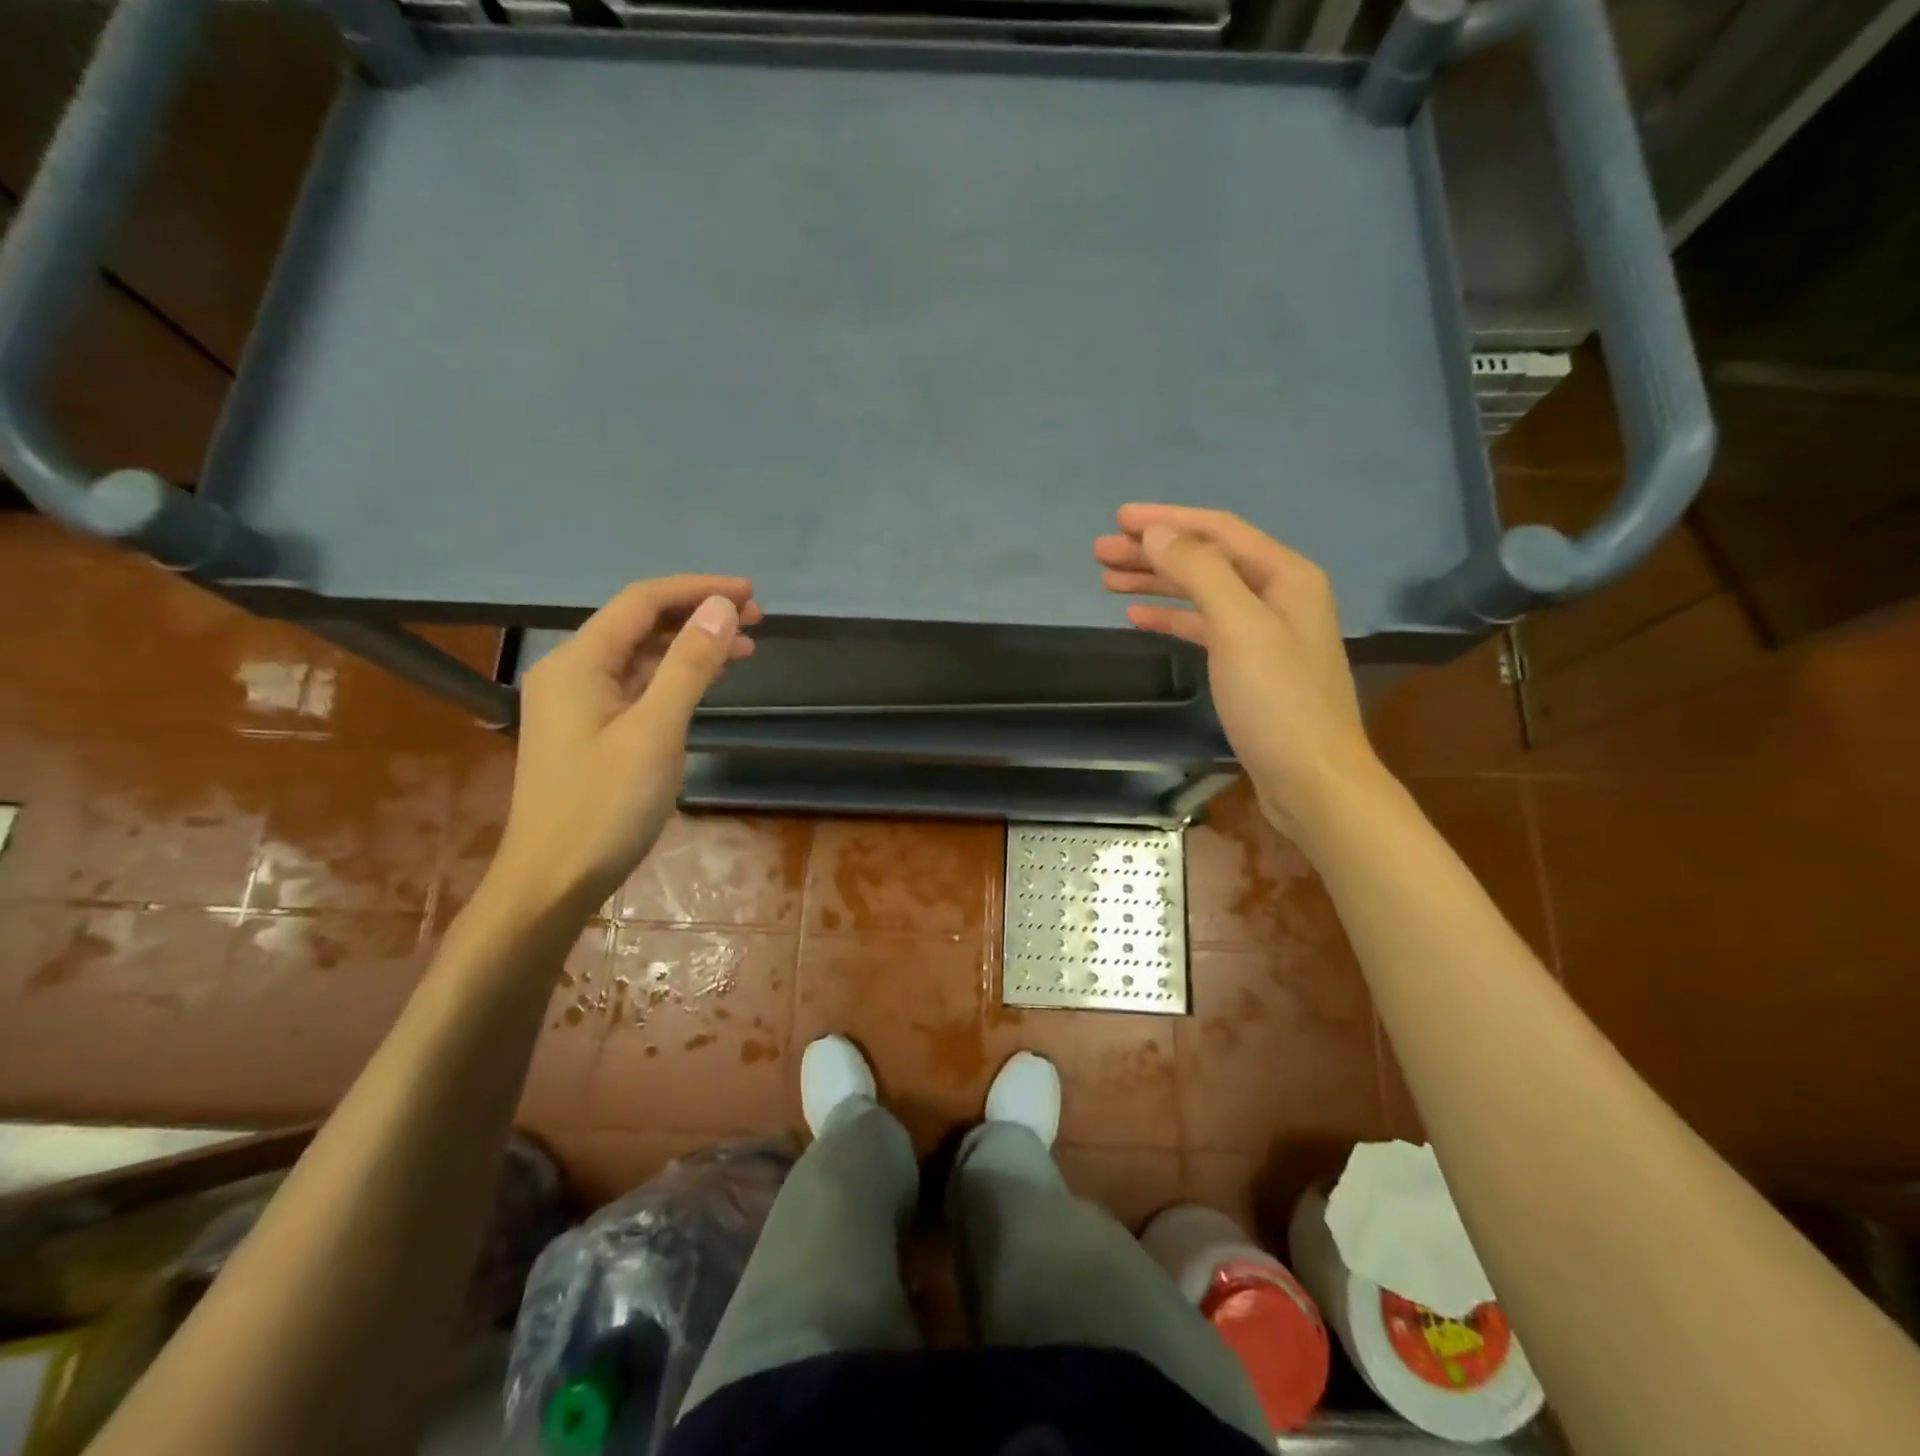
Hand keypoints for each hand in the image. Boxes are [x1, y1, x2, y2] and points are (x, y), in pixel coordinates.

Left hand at [489, 576, 759, 912]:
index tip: (750, 592)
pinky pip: (638, 686)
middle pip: (641, 624)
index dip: (697, 589)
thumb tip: (722, 607)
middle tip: (757, 619)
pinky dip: (676, 677)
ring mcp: (580, 703)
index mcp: (578, 662)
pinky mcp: (592, 731)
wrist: (553, 881)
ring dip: (691, 646)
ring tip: (745, 646)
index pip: (642, 602)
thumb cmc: (604, 807)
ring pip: (642, 656)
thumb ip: (688, 665)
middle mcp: (573, 672)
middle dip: (698, 615)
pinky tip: (707, 680)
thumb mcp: (656, 732)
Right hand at [1095, 504, 1382, 839]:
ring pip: (1201, 593)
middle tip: (1100, 550)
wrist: (1312, 780)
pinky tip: (1138, 616)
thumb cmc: (1278, 702)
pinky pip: (1203, 627)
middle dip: (1154, 551)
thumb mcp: (1239, 628)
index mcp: (1285, 575)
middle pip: (1206, 559)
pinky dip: (1171, 618)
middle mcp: (1277, 594)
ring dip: (1157, 583)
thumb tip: (1157, 532)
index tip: (1119, 518)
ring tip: (1107, 578)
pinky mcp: (1248, 665)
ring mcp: (1263, 631)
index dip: (1168, 519)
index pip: (1218, 530)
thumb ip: (1200, 573)